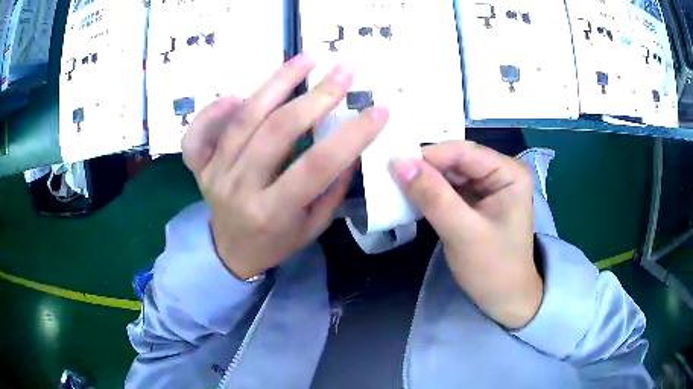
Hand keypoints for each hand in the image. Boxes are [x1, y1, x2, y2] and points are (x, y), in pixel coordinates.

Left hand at [182, 55, 388, 279]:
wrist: (231, 254)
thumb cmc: (276, 243)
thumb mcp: (312, 227)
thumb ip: (331, 189)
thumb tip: (349, 146)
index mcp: (272, 212)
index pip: (317, 166)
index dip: (352, 135)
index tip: (378, 110)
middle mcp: (240, 188)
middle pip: (276, 131)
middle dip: (316, 97)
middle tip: (343, 70)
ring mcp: (215, 174)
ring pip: (243, 120)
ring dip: (277, 83)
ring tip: (306, 59)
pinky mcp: (200, 167)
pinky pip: (198, 134)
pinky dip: (214, 109)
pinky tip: (238, 94)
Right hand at [390, 141, 541, 329]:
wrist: (504, 300)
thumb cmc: (493, 269)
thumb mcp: (462, 232)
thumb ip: (432, 196)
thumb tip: (398, 162)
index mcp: (509, 173)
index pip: (463, 152)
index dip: (427, 155)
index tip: (392, 164)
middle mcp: (501, 172)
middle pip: (456, 160)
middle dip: (424, 169)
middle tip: (388, 175)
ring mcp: (489, 186)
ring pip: (449, 174)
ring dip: (424, 181)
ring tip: (394, 186)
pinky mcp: (477, 201)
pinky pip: (449, 189)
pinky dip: (430, 193)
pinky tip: (411, 198)